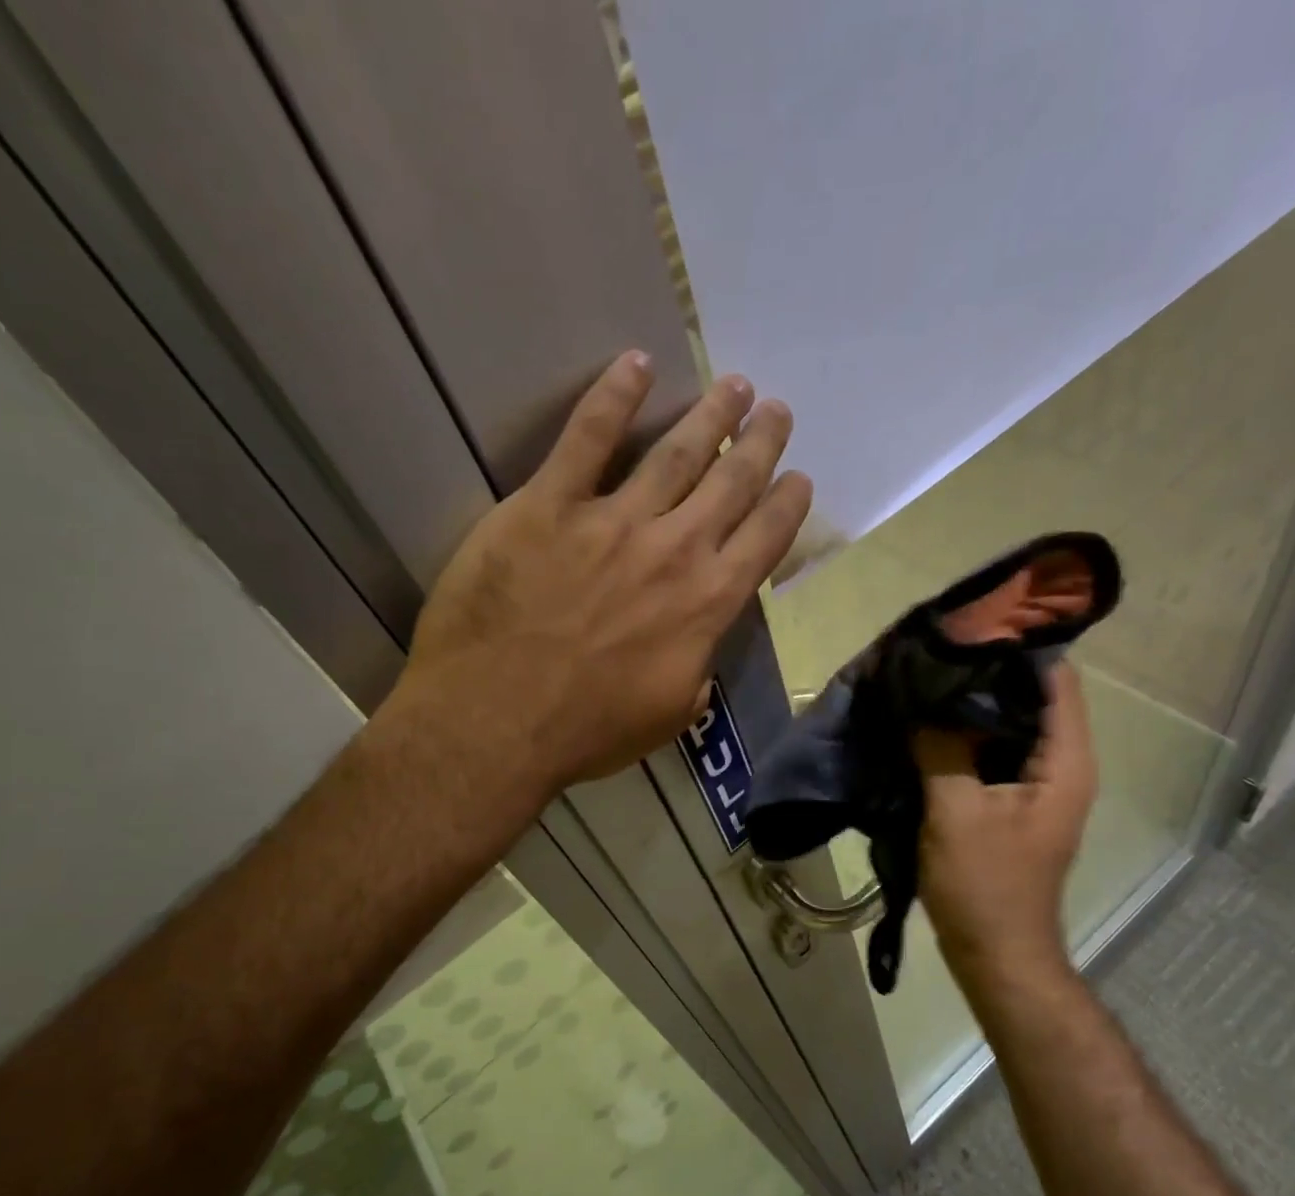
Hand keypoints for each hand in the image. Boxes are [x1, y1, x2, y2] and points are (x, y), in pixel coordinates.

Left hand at [392, 350, 811, 801]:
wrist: (496, 723)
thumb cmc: (585, 732)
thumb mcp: (666, 717)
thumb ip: (696, 672)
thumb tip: (701, 648)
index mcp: (705, 605)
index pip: (764, 540)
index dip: (786, 504)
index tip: (798, 478)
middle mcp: (673, 551)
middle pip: (730, 483)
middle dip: (758, 443)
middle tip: (776, 410)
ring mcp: (611, 522)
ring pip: (675, 453)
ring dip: (710, 414)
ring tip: (733, 385)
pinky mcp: (548, 505)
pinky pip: (587, 437)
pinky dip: (614, 396)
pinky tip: (637, 364)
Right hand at [915, 662, 1097, 982]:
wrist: (995, 955)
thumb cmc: (984, 884)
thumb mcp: (955, 810)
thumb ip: (941, 747)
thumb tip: (922, 695)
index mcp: (1065, 761)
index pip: (1055, 679)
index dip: (1015, 647)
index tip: (966, 627)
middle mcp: (1062, 765)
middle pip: (1031, 697)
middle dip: (985, 672)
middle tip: (935, 651)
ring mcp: (1038, 785)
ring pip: (1009, 725)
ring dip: (971, 704)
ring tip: (926, 679)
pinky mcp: (1013, 802)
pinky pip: (993, 752)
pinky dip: (966, 735)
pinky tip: (927, 724)